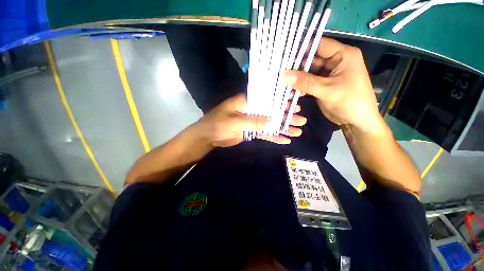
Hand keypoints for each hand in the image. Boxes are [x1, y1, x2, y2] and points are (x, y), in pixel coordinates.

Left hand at [192, 93, 306, 146]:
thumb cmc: (217, 124)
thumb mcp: (235, 122)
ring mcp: (252, 121)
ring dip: (283, 127)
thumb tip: (273, 121)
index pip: (267, 98)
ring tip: (298, 130)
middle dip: (286, 115)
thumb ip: (253, 121)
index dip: (281, 99)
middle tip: (301, 119)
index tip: (296, 100)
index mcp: (247, 102)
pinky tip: (285, 140)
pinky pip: (264, 134)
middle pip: (272, 112)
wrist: (208, 137)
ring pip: (270, 124)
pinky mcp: (251, 131)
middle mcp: (252, 110)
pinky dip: (274, 137)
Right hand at [283, 38, 381, 133]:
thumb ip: (305, 82)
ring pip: (308, 71)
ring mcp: (327, 74)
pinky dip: (299, 85)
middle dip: (296, 66)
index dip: (302, 49)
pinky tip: (289, 89)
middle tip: (279, 71)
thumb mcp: (327, 90)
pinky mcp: (321, 85)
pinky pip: (307, 82)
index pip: (319, 45)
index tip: (284, 55)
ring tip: (281, 80)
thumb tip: (284, 74)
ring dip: (296, 77)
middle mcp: (334, 61)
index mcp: (343, 55)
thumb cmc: (350, 102)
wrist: (356, 121)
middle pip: (311, 59)